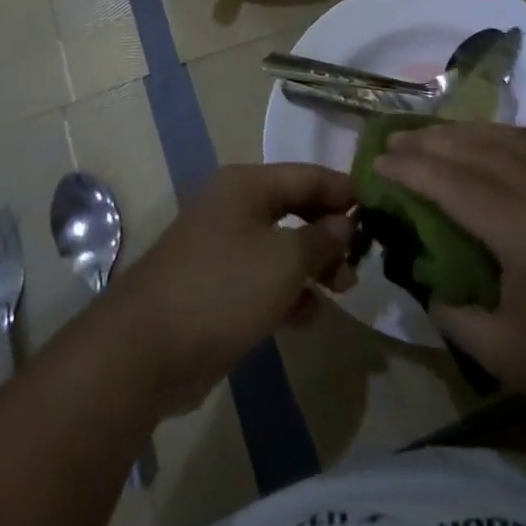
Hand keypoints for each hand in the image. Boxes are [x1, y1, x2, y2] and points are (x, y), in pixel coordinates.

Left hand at [112, 164, 356, 414]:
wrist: (145, 350)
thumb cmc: (223, 289)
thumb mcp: (285, 261)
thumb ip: (322, 239)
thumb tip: (345, 223)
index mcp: (246, 186)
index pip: (308, 175)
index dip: (345, 192)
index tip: (380, 213)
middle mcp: (233, 207)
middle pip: (295, 209)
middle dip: (329, 234)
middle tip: (359, 262)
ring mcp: (220, 248)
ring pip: (280, 247)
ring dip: (312, 267)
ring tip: (341, 292)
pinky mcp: (214, 286)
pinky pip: (261, 279)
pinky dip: (287, 292)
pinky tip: (308, 318)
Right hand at [377, 124, 525, 424]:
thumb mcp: (503, 352)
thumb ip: (455, 313)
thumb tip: (433, 286)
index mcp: (519, 227)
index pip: (450, 182)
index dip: (409, 169)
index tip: (377, 161)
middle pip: (476, 149)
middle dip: (431, 141)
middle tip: (395, 139)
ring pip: (510, 141)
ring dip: (466, 133)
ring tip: (434, 136)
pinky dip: (504, 140)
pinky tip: (492, 147)